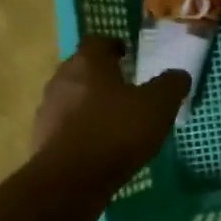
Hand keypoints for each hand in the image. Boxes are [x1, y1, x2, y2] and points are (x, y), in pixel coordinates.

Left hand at [31, 37, 188, 191]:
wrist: (71, 179)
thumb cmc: (117, 131)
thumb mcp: (158, 105)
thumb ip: (171, 85)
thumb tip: (178, 74)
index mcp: (88, 63)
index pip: (97, 41)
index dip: (114, 46)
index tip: (128, 55)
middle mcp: (62, 79)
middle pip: (82, 69)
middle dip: (102, 75)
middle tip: (126, 87)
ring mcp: (48, 109)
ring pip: (72, 97)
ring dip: (91, 103)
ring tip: (115, 119)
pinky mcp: (42, 138)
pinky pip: (66, 125)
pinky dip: (82, 128)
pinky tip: (101, 144)